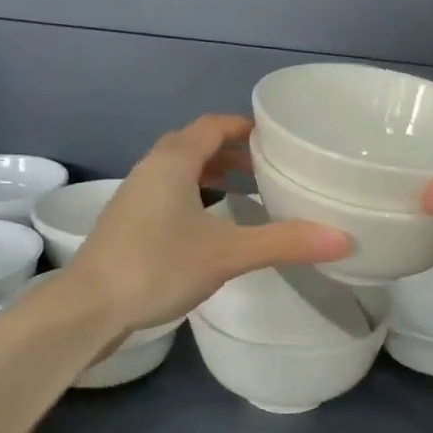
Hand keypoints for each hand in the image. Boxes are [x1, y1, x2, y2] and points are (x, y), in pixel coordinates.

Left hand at [65, 115, 350, 332]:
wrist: (88, 308)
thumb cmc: (158, 266)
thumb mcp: (228, 253)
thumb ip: (284, 242)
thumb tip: (344, 239)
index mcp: (173, 161)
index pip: (213, 125)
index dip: (244, 126)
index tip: (275, 138)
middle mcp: (151, 169)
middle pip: (195, 144)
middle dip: (231, 151)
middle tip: (267, 166)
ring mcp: (134, 196)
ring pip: (179, 170)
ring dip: (211, 173)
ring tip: (244, 191)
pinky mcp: (127, 222)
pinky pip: (168, 193)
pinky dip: (194, 195)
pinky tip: (209, 224)